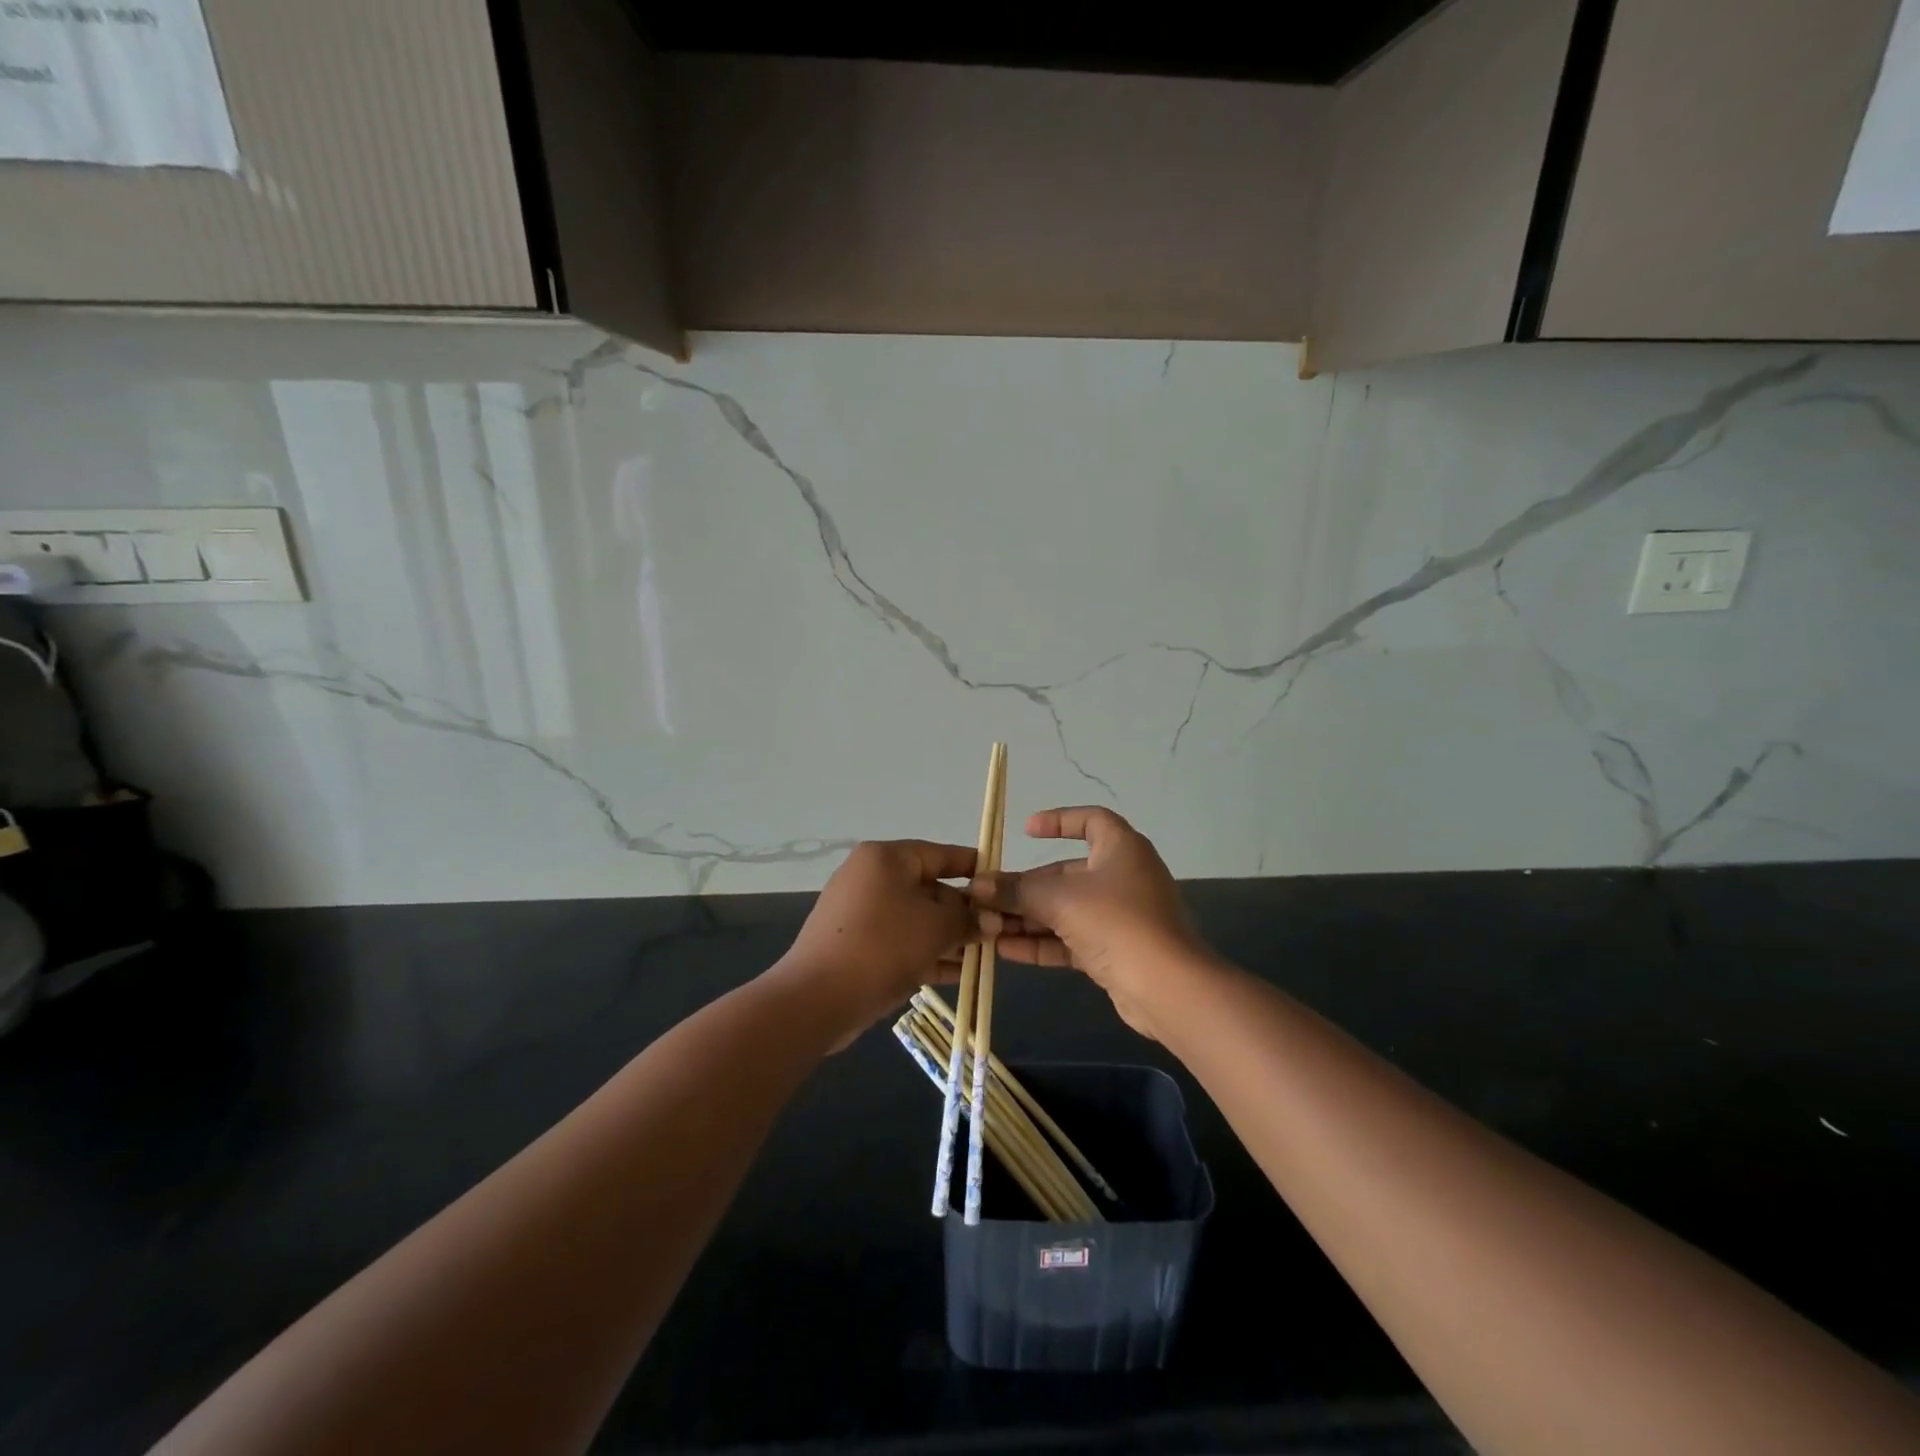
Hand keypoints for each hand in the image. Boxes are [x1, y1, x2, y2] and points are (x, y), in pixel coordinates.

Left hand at [776, 840, 978, 1043]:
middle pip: (928, 888)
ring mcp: (860, 913)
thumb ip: (968, 919)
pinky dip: (926, 953)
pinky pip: (900, 942)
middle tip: (998, 930)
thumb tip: (993, 920)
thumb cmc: (883, 946)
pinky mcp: (855, 946)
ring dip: (949, 937)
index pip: (939, 854)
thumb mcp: (936, 928)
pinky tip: (958, 973)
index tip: (1001, 882)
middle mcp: (870, 878)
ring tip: (984, 956)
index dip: (973, 867)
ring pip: (915, 919)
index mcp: (886, 859)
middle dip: (963, 912)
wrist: (816, 998)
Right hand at [970, 807, 1207, 1039]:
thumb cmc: (1116, 922)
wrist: (1166, 988)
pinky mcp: (1116, 952)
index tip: (1026, 831)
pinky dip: (1043, 942)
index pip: (1091, 820)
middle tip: (988, 896)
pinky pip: (1072, 940)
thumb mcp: (1060, 900)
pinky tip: (1004, 950)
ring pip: (1067, 910)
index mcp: (1121, 849)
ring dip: (1029, 917)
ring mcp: (1121, 917)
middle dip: (1027, 886)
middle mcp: (1123, 877)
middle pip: (1067, 873)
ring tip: (987, 925)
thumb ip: (1017, 891)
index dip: (1059, 820)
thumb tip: (978, 886)